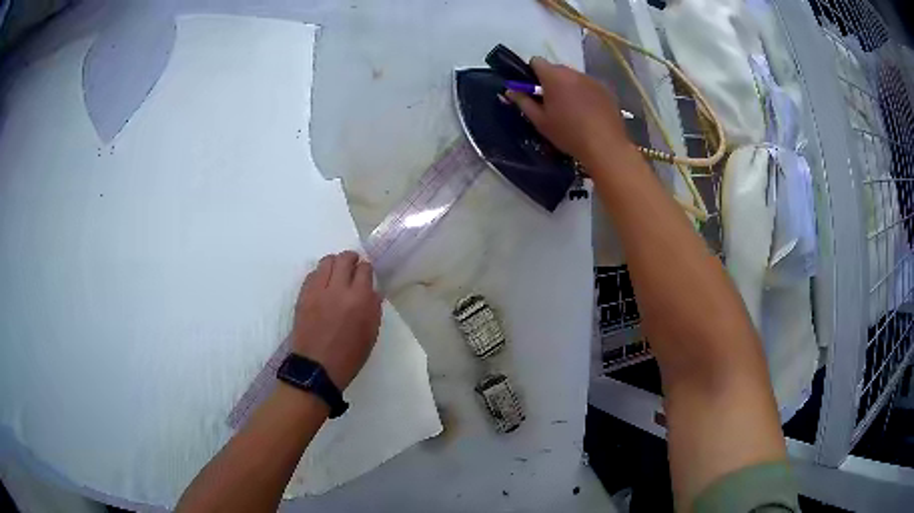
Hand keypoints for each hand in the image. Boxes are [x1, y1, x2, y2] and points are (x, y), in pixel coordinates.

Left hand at [290, 251, 381, 389]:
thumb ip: (373, 308)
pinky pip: (312, 274)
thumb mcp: (371, 334)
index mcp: (361, 300)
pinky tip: (322, 284)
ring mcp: (318, 290)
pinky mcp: (304, 295)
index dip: (366, 269)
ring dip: (334, 263)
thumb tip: (372, 291)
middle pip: (345, 258)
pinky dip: (320, 274)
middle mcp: (339, 289)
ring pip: (327, 261)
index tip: (366, 274)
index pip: (365, 269)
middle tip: (352, 266)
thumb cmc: (349, 356)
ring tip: (336, 273)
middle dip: (351, 259)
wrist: (317, 367)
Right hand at [506, 57, 632, 166]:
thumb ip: (523, 102)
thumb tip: (509, 90)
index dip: (532, 73)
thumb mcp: (540, 121)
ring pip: (573, 77)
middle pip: (556, 68)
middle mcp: (573, 72)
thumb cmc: (568, 134)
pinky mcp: (606, 90)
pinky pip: (589, 86)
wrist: (605, 146)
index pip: (536, 61)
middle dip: (551, 80)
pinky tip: (588, 113)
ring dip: (568, 87)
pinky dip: (585, 94)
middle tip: (551, 103)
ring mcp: (592, 80)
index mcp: (554, 76)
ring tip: (571, 110)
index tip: (533, 90)